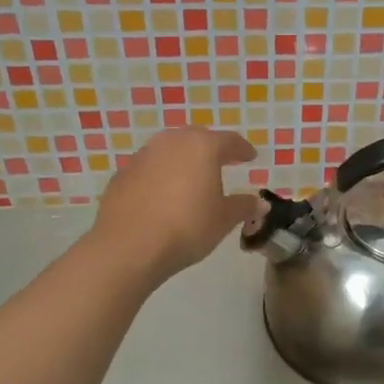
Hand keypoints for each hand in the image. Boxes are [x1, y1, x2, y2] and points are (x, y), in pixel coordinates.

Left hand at [91, 127, 264, 283]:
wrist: (129, 246)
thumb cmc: (186, 228)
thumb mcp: (223, 220)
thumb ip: (243, 207)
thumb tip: (261, 204)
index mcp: (202, 147)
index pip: (229, 140)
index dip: (242, 149)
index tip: (250, 156)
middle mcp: (171, 142)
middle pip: (196, 138)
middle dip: (211, 148)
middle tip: (222, 161)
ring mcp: (143, 155)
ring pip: (169, 150)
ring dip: (183, 159)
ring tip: (191, 178)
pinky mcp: (123, 174)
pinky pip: (149, 168)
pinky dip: (160, 175)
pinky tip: (163, 195)